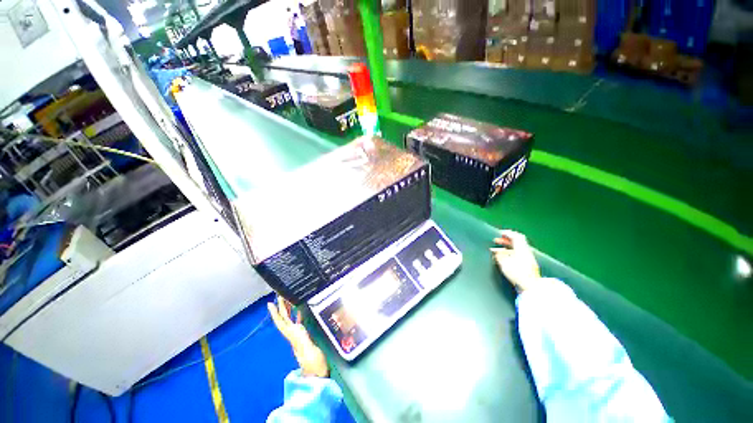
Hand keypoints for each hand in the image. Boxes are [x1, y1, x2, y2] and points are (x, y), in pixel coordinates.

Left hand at [268, 296, 328, 377]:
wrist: (317, 376)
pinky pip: (298, 323)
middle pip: (284, 319)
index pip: (282, 323)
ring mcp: (298, 337)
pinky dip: (297, 315)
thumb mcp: (309, 352)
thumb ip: (303, 340)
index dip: (276, 313)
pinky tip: (300, 311)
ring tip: (288, 299)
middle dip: (280, 307)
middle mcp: (294, 335)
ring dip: (287, 310)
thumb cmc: (314, 365)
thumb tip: (298, 327)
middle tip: (279, 295)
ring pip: (290, 320)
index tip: (270, 303)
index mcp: (294, 337)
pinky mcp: (304, 338)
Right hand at [491, 230, 540, 292]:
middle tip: (497, 241)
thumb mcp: (504, 263)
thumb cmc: (518, 274)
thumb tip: (496, 251)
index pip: (516, 236)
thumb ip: (499, 255)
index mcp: (522, 249)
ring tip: (497, 251)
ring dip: (507, 248)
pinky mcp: (528, 266)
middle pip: (517, 242)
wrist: (531, 287)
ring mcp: (528, 259)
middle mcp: (526, 252)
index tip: (499, 233)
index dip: (507, 233)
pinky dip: (510, 254)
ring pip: (517, 249)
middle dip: (506, 240)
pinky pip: (518, 255)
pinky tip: (504, 259)